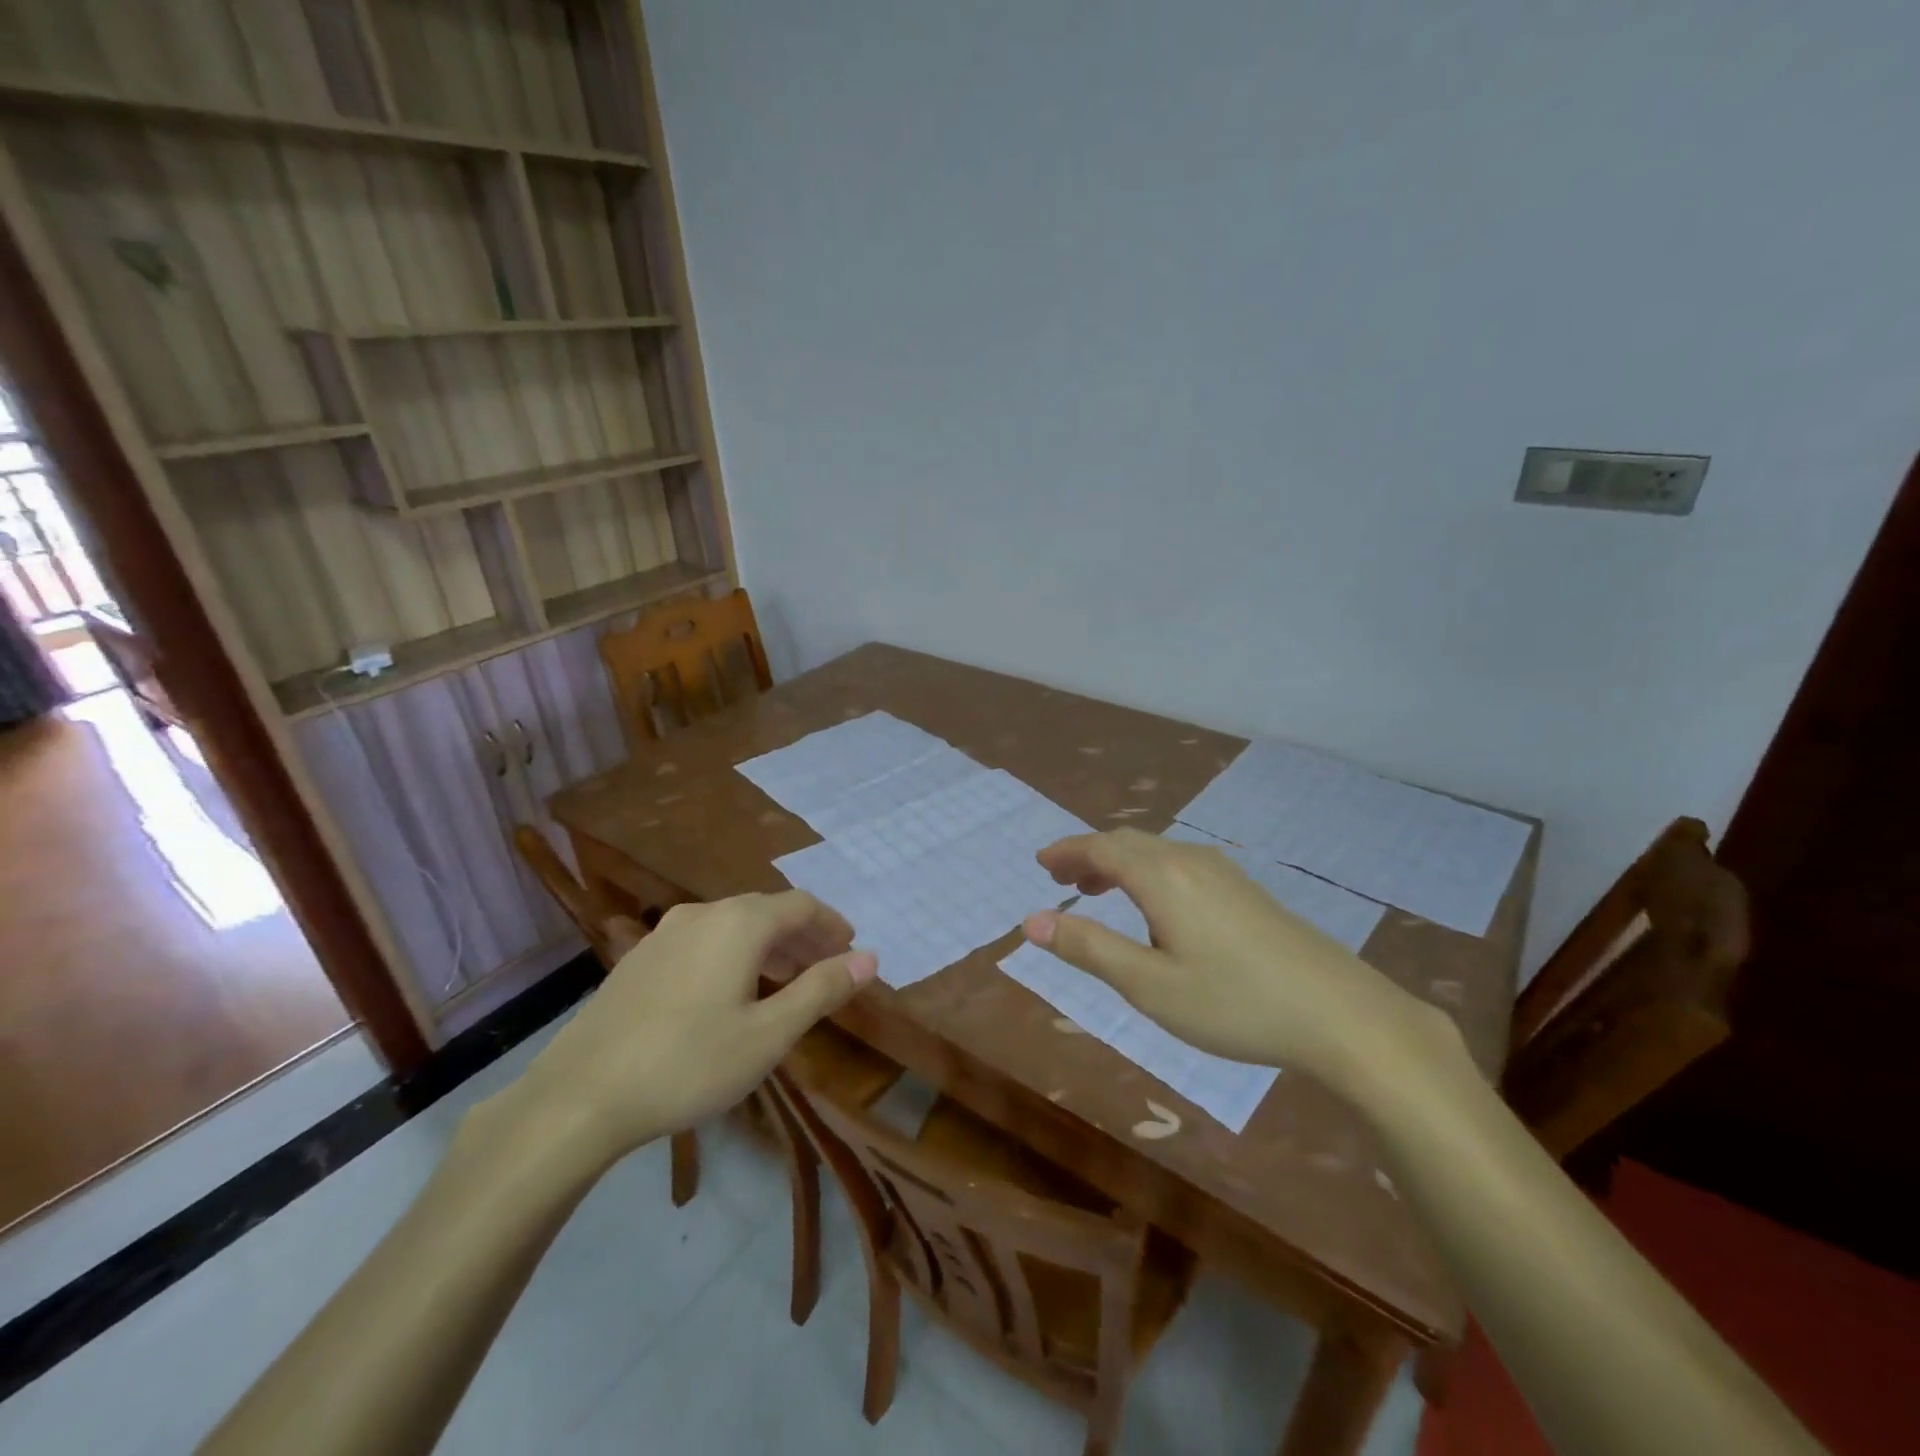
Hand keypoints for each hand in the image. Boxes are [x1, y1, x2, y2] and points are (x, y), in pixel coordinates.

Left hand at [505, 892, 877, 1165]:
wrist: (578, 1096)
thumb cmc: (688, 1064)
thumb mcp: (769, 1034)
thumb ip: (821, 990)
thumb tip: (869, 958)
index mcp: (739, 923)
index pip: (801, 906)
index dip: (831, 925)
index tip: (851, 948)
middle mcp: (703, 913)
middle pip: (766, 911)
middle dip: (802, 937)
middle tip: (825, 968)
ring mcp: (664, 934)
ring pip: (732, 926)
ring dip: (767, 946)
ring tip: (784, 982)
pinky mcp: (638, 959)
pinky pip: (702, 941)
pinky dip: (732, 955)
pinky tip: (728, 993)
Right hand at [1023, 828, 1454, 1091]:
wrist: (1341, 1014)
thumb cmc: (1234, 1003)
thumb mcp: (1149, 985)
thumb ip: (1088, 948)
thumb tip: (1031, 921)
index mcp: (1162, 876)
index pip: (1100, 848)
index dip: (1066, 851)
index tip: (1040, 863)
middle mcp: (1190, 861)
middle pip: (1127, 842)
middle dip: (1089, 854)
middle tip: (1060, 877)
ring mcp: (1224, 873)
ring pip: (1156, 851)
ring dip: (1119, 864)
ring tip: (1098, 893)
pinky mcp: (1246, 891)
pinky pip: (1180, 865)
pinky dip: (1149, 873)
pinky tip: (1156, 910)